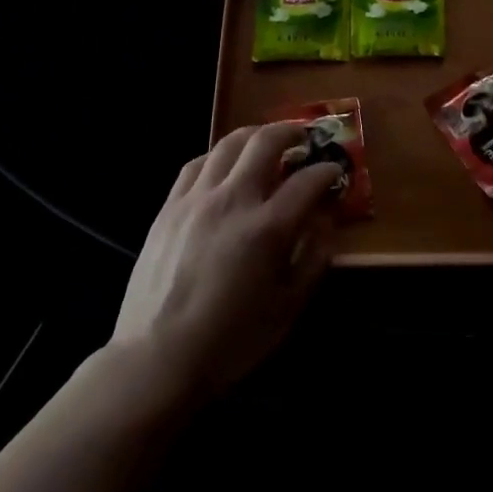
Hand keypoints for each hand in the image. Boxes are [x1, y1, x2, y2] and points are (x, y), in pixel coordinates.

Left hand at [112, 124, 340, 403]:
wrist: (157, 359)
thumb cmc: (230, 341)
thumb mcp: (287, 308)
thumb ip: (313, 258)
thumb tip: (326, 221)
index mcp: (267, 228)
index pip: (308, 180)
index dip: (328, 170)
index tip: (335, 171)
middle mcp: (233, 201)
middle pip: (266, 143)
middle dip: (292, 132)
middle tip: (305, 137)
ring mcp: (196, 199)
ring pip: (228, 144)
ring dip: (255, 135)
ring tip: (267, 141)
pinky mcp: (169, 207)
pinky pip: (196, 164)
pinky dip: (219, 156)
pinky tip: (225, 166)